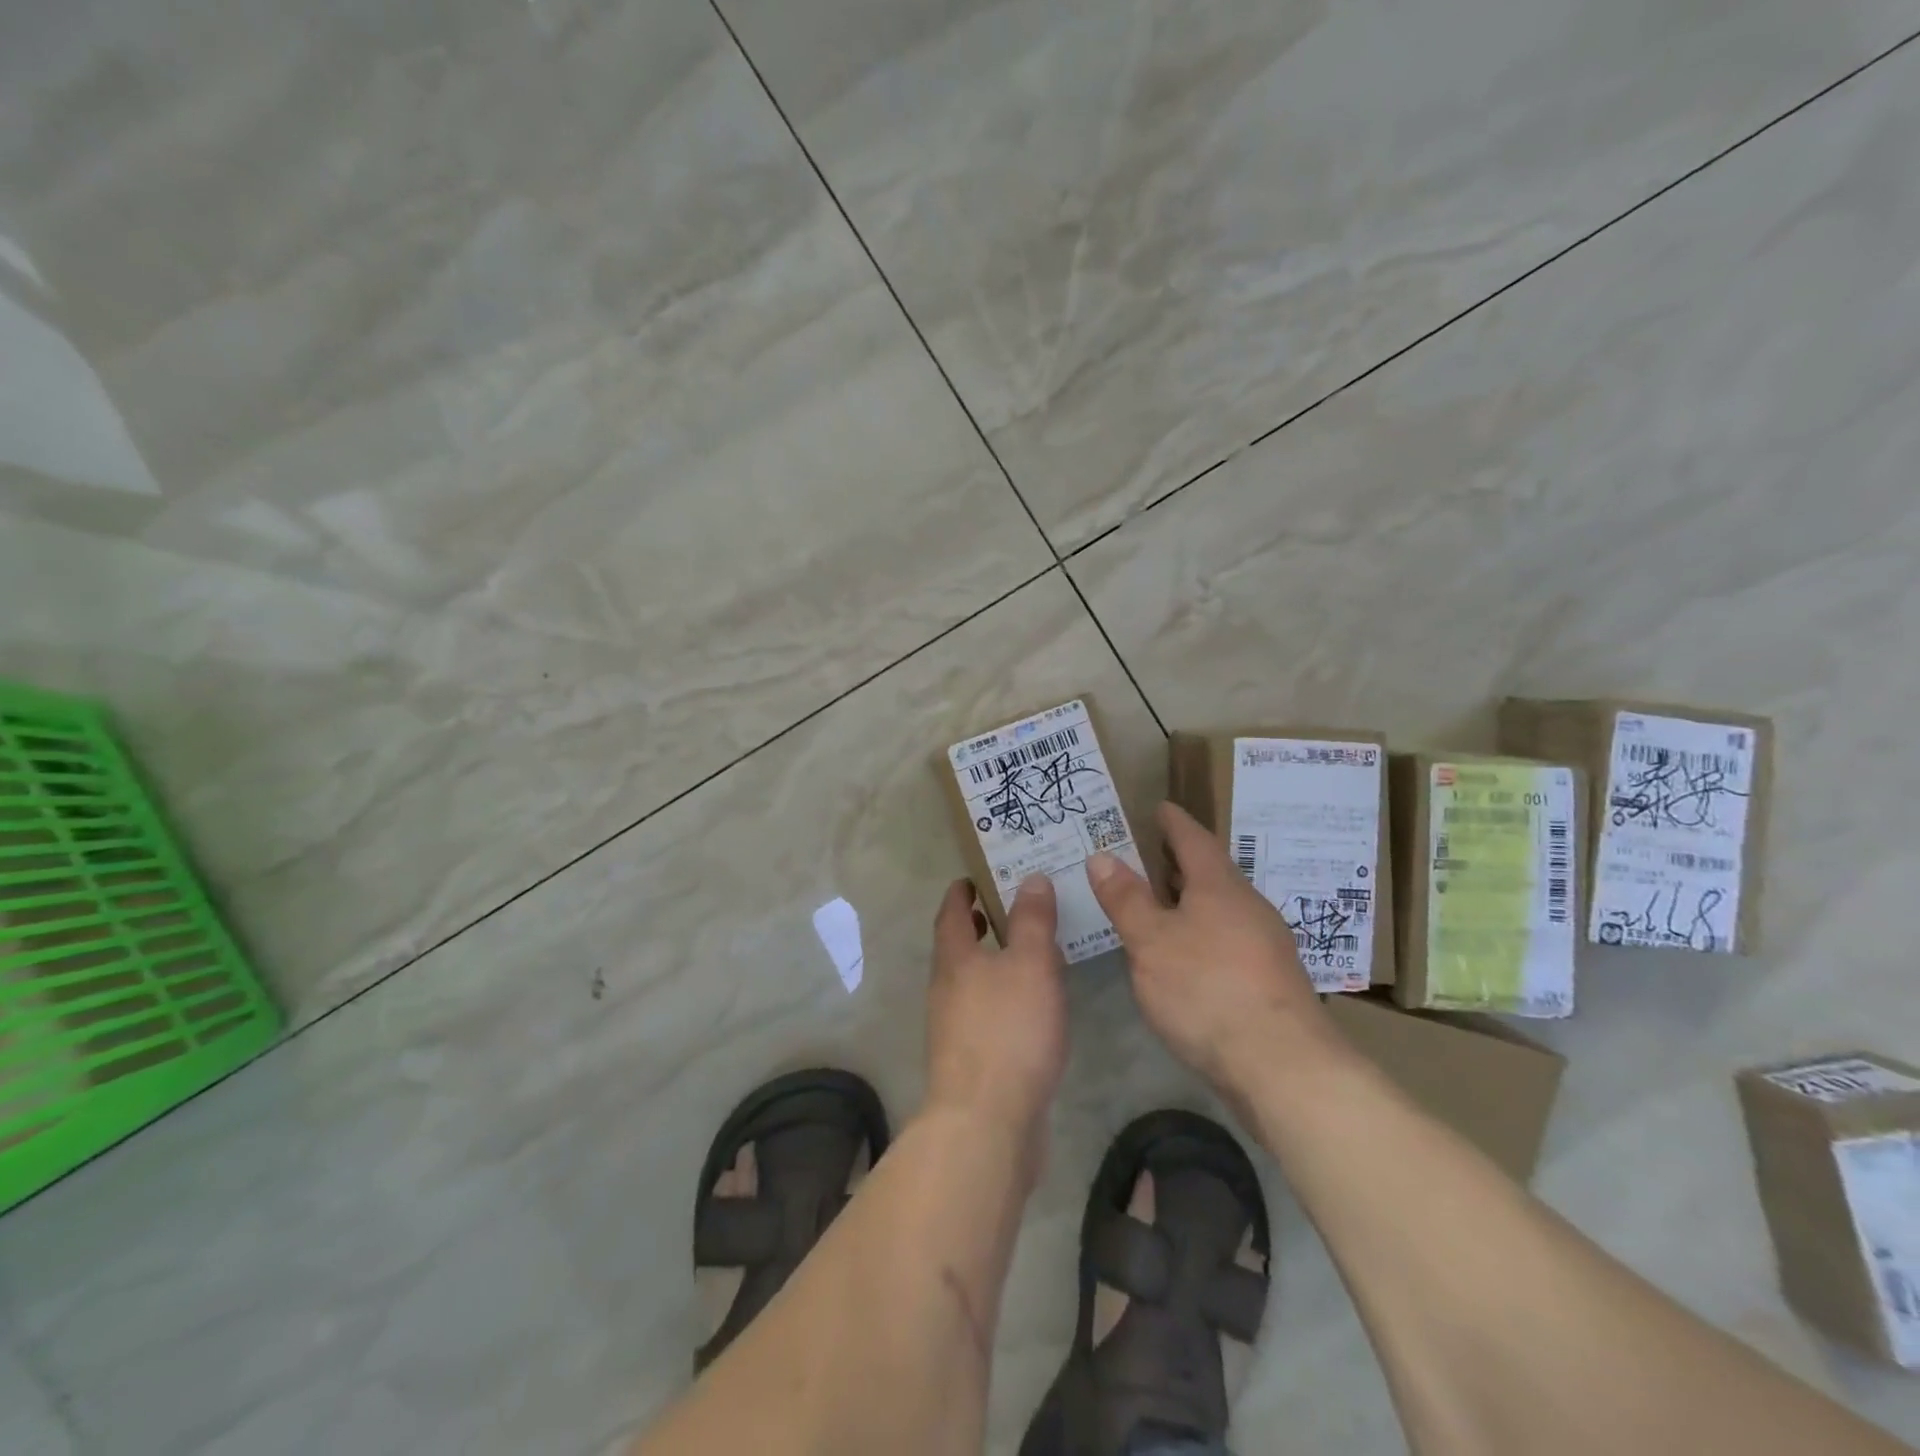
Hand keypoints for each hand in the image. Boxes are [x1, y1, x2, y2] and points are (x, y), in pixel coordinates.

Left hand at [926, 875, 1068, 1152]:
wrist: (985, 1122)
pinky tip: (1031, 1008)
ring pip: (971, 982)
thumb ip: (1033, 920)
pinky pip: (985, 1014)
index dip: (962, 892)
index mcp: (954, 959)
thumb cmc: (1008, 1030)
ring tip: (1028, 954)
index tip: (974, 878)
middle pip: (957, 947)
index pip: (952, 913)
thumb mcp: (1031, 963)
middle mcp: (946, 989)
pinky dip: (1003, 998)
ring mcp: (953, 1028)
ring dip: (992, 963)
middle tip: (1008, 909)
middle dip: (979, 926)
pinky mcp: (970, 1061)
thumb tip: (1030, 878)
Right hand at [1086, 802, 1327, 1095]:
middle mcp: (1249, 908)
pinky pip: (1228, 940)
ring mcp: (1265, 946)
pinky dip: (1202, 934)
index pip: (1194, 840)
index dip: (1174, 823)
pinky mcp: (1270, 983)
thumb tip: (1102, 856)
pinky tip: (1185, 956)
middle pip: (1212, 874)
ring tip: (1159, 903)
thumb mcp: (1152, 942)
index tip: (1160, 807)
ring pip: (1222, 909)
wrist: (1284, 1067)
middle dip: (1181, 862)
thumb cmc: (1208, 990)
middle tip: (1148, 853)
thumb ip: (1126, 899)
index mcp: (1220, 887)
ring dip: (1192, 901)